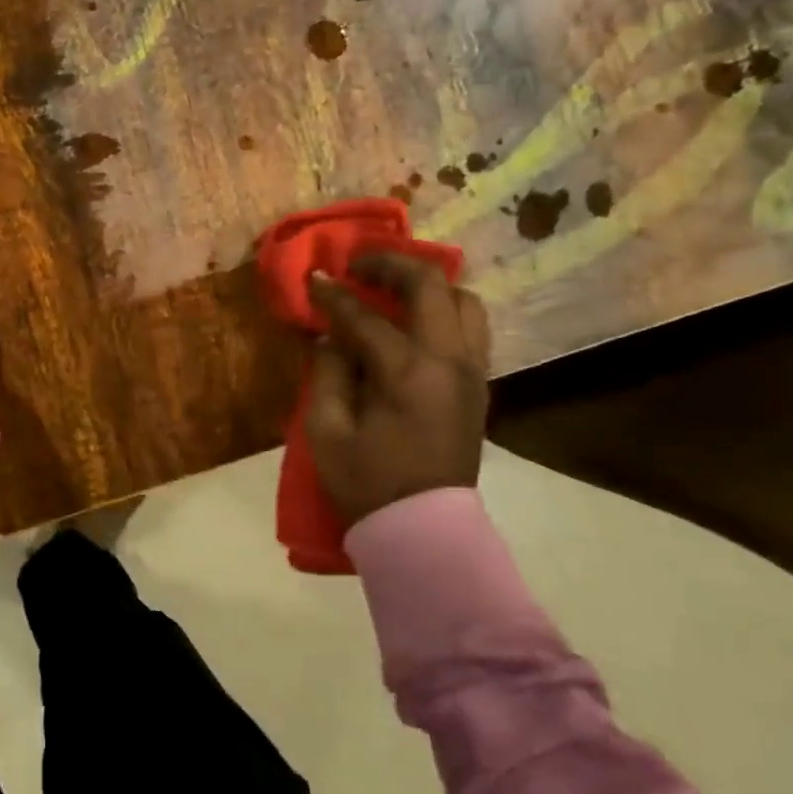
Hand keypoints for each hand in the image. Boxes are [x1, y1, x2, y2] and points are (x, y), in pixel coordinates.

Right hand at [305, 253, 490, 522]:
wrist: (423, 529)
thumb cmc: (367, 482)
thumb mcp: (326, 430)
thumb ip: (328, 372)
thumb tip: (331, 338)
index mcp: (406, 372)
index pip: (364, 317)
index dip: (334, 294)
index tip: (314, 278)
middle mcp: (448, 360)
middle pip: (430, 285)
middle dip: (391, 265)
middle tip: (359, 266)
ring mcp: (471, 371)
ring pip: (464, 300)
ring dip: (427, 285)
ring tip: (393, 289)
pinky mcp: (478, 385)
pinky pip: (470, 328)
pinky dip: (443, 311)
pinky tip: (414, 322)